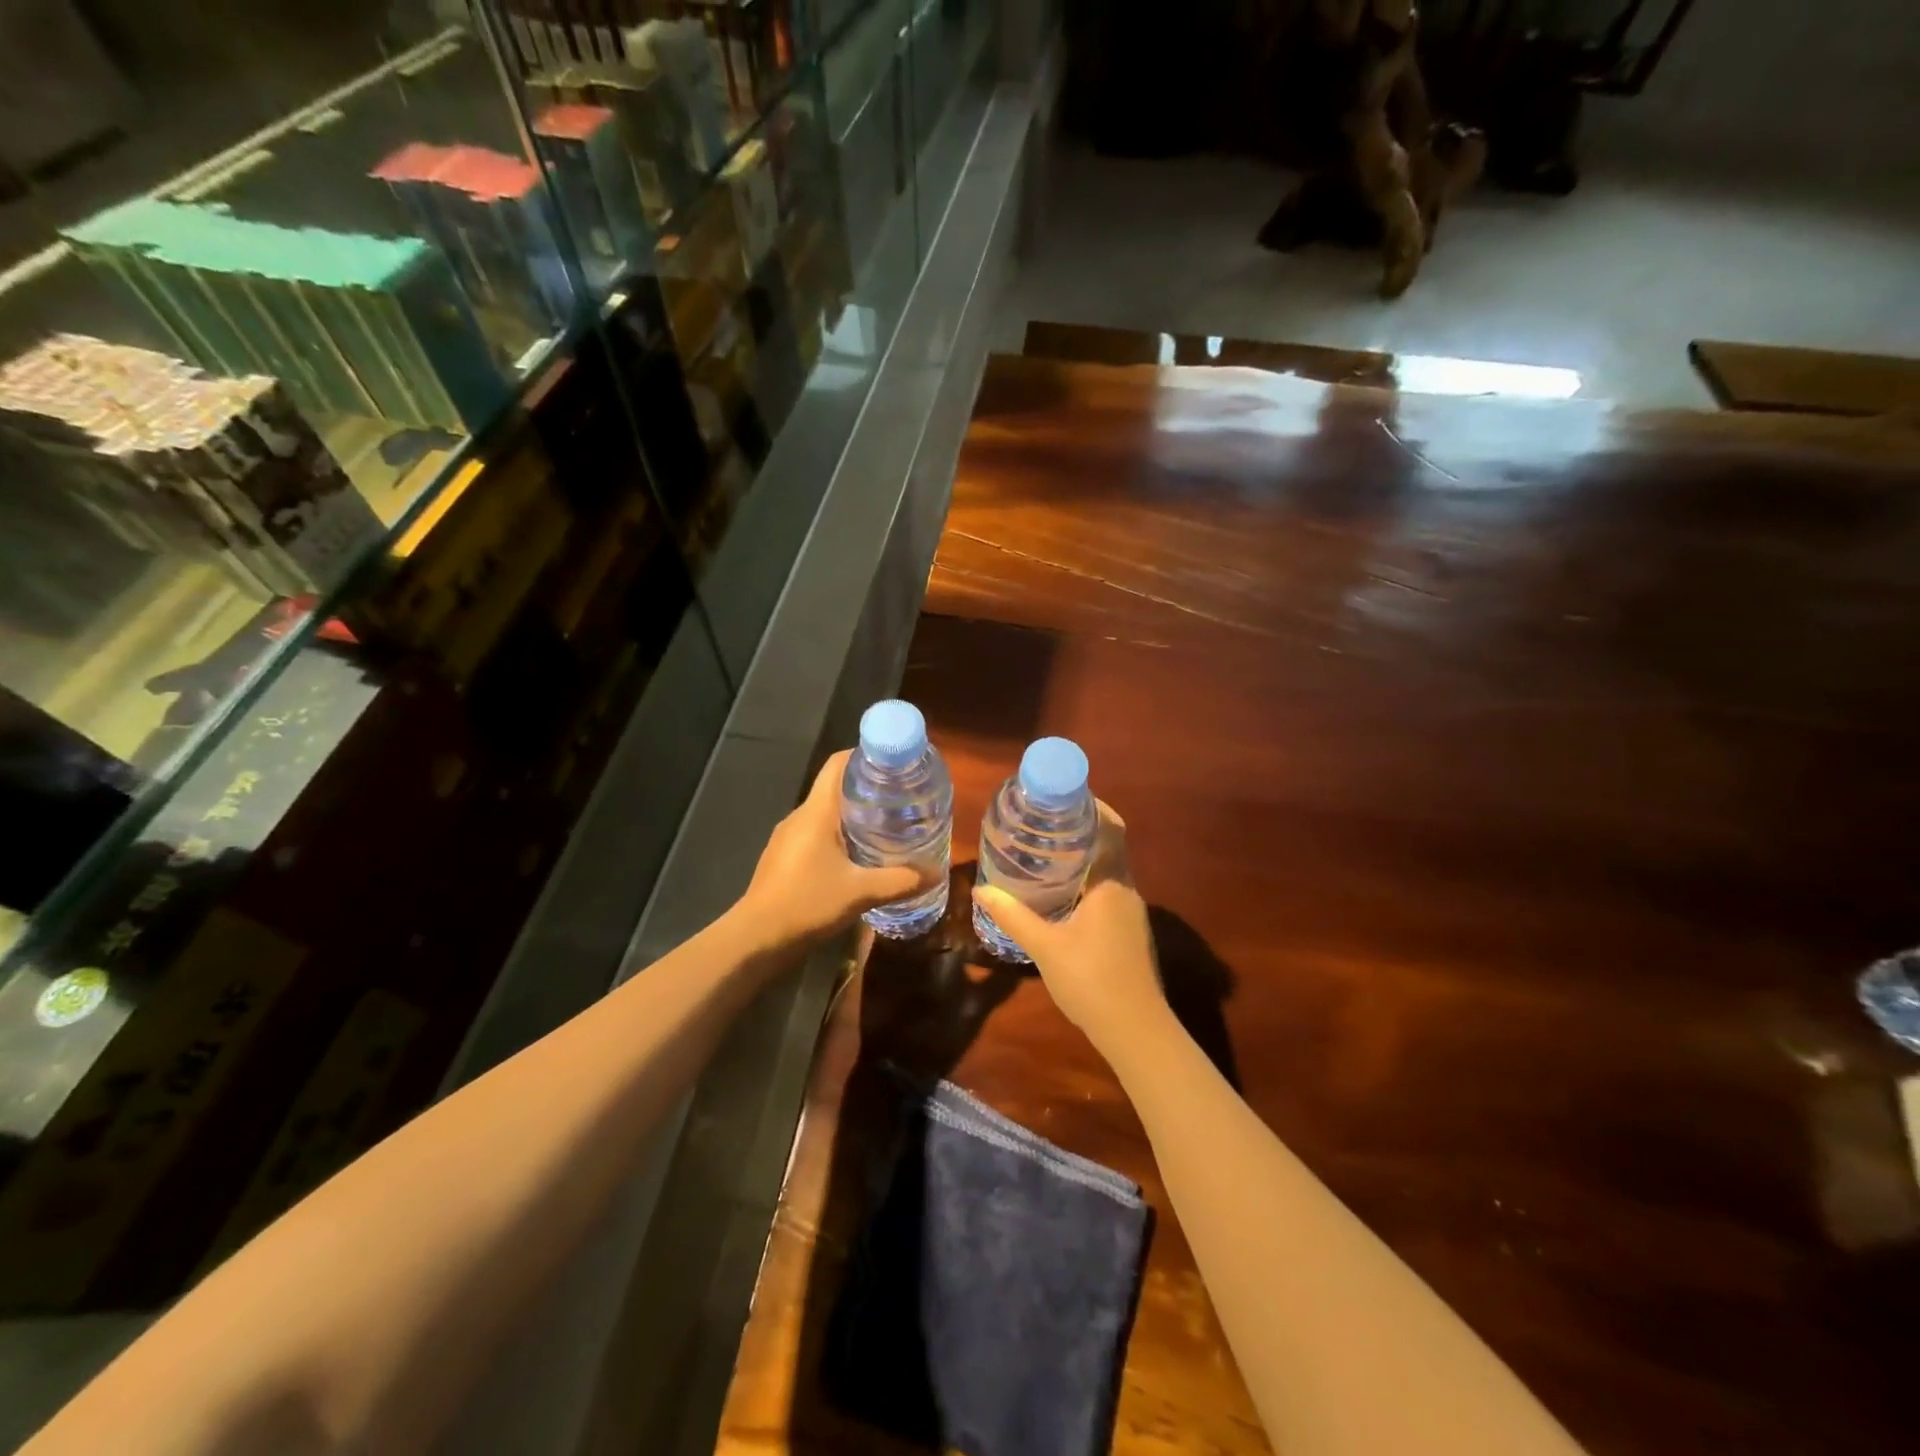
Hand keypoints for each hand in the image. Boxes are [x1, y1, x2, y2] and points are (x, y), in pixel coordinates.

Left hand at [740, 750, 935, 946]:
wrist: (756, 939)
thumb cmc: (807, 903)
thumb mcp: (861, 892)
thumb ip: (900, 881)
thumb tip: (936, 873)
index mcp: (817, 812)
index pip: (838, 764)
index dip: (865, 756)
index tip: (894, 763)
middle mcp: (800, 816)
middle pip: (835, 787)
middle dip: (868, 788)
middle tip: (901, 797)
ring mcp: (788, 837)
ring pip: (826, 813)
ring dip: (854, 814)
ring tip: (887, 824)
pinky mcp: (784, 858)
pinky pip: (816, 834)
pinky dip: (839, 835)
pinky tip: (858, 855)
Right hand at [972, 805, 1167, 1053]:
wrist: (1135, 1031)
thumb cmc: (1091, 980)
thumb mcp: (1045, 946)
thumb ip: (1013, 916)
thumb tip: (980, 889)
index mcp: (1111, 884)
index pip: (1111, 829)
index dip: (1093, 808)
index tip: (1064, 797)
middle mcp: (1126, 891)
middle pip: (1109, 847)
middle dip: (1081, 832)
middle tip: (1044, 823)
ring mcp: (1131, 914)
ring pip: (1108, 872)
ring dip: (1084, 859)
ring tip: (1047, 854)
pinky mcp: (1129, 934)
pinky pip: (1108, 893)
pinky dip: (1087, 883)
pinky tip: (1062, 895)